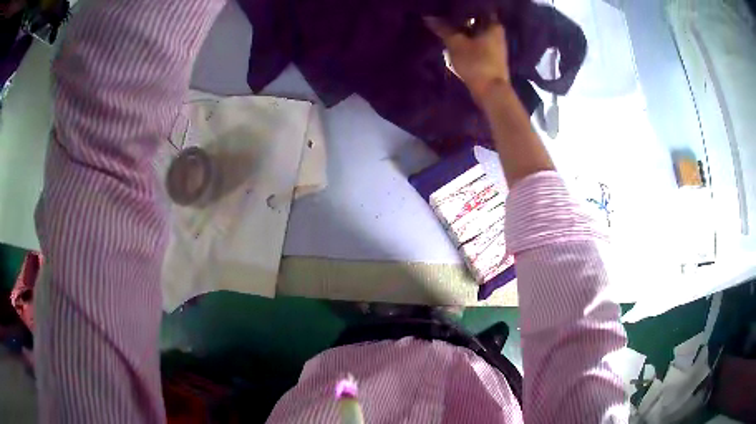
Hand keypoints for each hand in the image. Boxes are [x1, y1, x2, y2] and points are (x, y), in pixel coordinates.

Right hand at [424, 16, 510, 101]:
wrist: (491, 92)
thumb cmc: (476, 63)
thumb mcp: (456, 43)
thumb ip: (443, 29)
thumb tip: (428, 17)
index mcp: (493, 26)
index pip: (479, 9)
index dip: (464, 8)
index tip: (449, 7)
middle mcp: (498, 34)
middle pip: (477, 21)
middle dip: (462, 19)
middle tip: (444, 16)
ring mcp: (496, 47)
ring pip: (476, 34)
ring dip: (463, 32)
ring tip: (446, 28)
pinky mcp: (492, 58)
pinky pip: (477, 44)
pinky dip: (467, 42)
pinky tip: (455, 42)